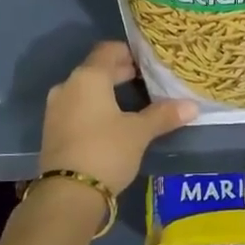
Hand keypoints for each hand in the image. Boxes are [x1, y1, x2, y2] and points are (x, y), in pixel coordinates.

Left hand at [39, 42, 195, 197]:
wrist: (67, 194)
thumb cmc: (106, 151)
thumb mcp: (139, 133)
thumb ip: (163, 115)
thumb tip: (192, 106)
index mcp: (88, 77)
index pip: (108, 50)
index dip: (128, 52)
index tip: (147, 60)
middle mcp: (68, 86)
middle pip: (96, 69)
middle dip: (119, 73)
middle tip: (144, 79)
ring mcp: (56, 108)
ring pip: (85, 89)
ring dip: (106, 91)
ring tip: (130, 102)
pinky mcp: (52, 129)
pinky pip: (76, 107)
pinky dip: (93, 107)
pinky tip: (110, 122)